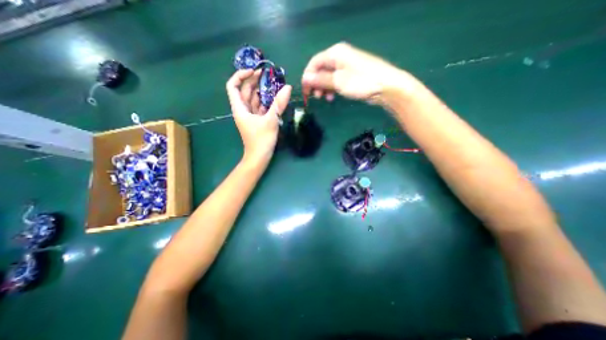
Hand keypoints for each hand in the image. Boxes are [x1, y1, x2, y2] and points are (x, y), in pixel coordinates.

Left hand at [227, 68, 292, 161]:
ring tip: (273, 83)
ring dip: (262, 91)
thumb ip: (279, 104)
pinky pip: (260, 107)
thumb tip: (287, 87)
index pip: (233, 86)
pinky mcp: (257, 121)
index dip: (241, 75)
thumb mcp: (271, 120)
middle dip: (255, 81)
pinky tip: (275, 98)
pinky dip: (266, 101)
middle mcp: (243, 109)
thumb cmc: (261, 140)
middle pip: (245, 90)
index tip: (254, 71)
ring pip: (253, 99)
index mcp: (240, 108)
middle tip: (268, 74)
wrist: (259, 157)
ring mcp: (250, 115)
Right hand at [301, 43, 406, 103]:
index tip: (305, 92)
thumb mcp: (338, 81)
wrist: (386, 86)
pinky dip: (331, 89)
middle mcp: (339, 57)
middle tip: (315, 97)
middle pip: (320, 70)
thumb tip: (305, 79)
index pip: (314, 63)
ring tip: (324, 99)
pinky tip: (332, 97)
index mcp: (335, 53)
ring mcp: (345, 66)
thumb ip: (321, 80)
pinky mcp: (350, 75)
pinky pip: (335, 81)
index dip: (307, 77)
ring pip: (327, 77)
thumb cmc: (361, 82)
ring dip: (323, 88)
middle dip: (315, 84)